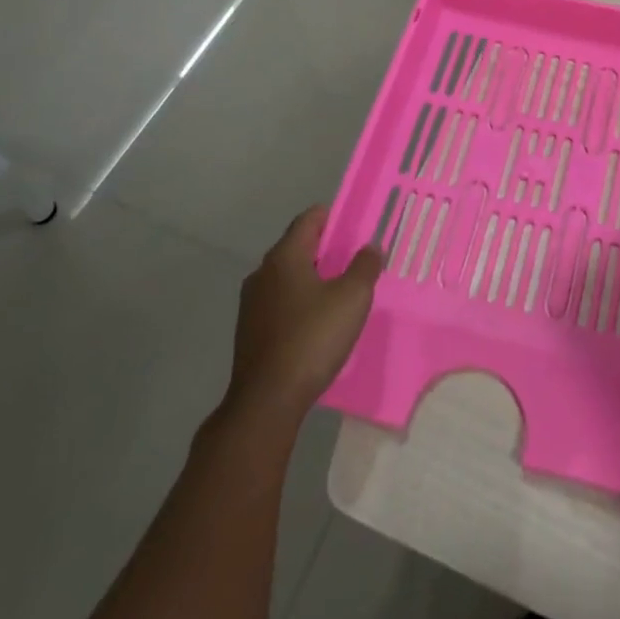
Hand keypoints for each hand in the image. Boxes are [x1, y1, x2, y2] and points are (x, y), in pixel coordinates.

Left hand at [226, 206, 379, 424]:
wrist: (267, 401)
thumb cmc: (312, 338)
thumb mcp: (352, 298)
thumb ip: (364, 266)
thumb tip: (370, 248)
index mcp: (284, 256)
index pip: (309, 219)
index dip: (333, 216)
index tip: (355, 225)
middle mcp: (262, 273)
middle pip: (297, 247)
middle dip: (325, 249)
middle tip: (354, 259)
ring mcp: (252, 304)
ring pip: (287, 277)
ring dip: (312, 278)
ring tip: (340, 292)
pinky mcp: (250, 332)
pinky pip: (280, 303)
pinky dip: (299, 302)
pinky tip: (318, 323)